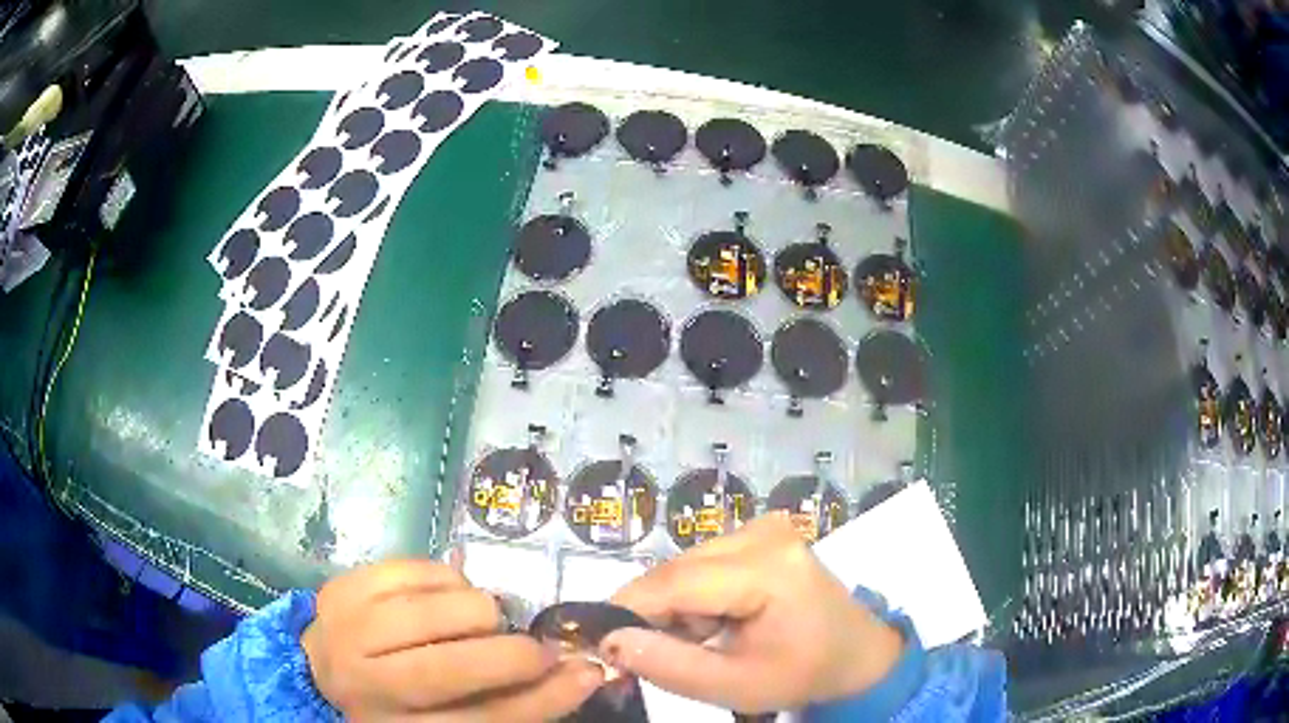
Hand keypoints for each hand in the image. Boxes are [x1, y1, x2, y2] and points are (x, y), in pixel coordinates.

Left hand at [303, 560, 603, 720]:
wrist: (319, 668)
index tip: (586, 673)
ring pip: (432, 612)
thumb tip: (576, 669)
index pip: (482, 720)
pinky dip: (448, 578)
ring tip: (483, 620)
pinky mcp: (343, 587)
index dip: (543, 699)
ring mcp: (348, 630)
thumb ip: (508, 700)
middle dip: (511, 655)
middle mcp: (367, 685)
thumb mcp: (449, 716)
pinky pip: (412, 570)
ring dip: (479, 611)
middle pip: (450, 670)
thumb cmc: (397, 702)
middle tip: (535, 647)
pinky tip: (451, 594)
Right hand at [600, 513, 902, 712]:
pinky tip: (718, 619)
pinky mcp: (762, 531)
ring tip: (704, 639)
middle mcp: (764, 532)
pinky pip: (703, 561)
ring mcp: (765, 527)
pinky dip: (696, 595)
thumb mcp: (733, 685)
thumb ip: (668, 665)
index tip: (597, 640)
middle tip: (661, 654)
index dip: (628, 609)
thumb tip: (608, 639)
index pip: (676, 582)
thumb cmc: (801, 674)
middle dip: (656, 613)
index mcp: (768, 568)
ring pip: (685, 565)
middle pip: (677, 570)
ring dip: (677, 606)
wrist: (855, 655)